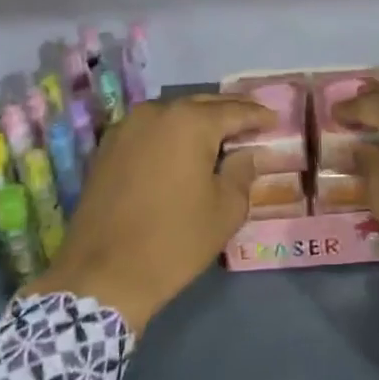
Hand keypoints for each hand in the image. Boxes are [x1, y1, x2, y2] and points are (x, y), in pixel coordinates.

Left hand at [28, 95, 270, 332]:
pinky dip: (170, 134)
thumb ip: (242, 173)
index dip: (258, 116)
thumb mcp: (225, 210)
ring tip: (219, 134)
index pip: (234, 111)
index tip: (275, 120)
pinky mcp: (107, 148)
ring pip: (172, 115)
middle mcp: (156, 113)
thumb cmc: (174, 241)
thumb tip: (245, 153)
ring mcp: (126, 128)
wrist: (103, 274)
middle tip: (251, 120)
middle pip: (201, 105)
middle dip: (228, 112)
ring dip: (197, 121)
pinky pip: (150, 131)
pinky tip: (182, 150)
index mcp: (190, 122)